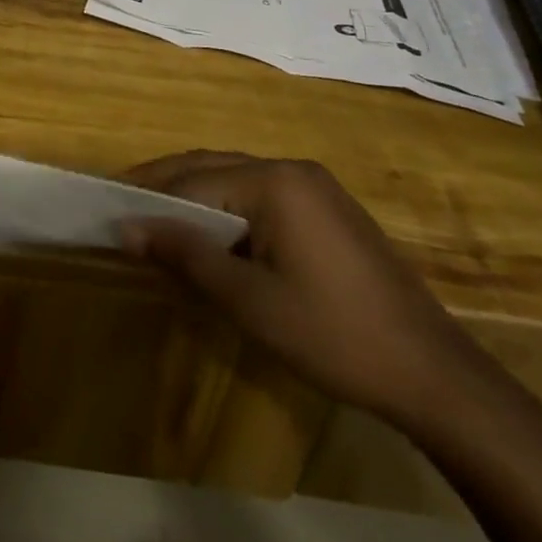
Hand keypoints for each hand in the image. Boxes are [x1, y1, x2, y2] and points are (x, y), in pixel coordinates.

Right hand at [121, 152, 484, 427]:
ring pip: (236, 179)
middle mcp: (292, 168)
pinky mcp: (329, 209)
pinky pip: (263, 195)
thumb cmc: (332, 335)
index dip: (149, 198)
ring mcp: (315, 186)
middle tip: (122, 204)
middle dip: (166, 184)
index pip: (193, 180)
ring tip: (158, 220)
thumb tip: (127, 227)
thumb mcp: (249, 301)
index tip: (108, 210)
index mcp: (273, 181)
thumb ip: (186, 256)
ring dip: (196, 196)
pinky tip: (214, 234)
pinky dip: (228, 208)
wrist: (433, 374)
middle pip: (213, 167)